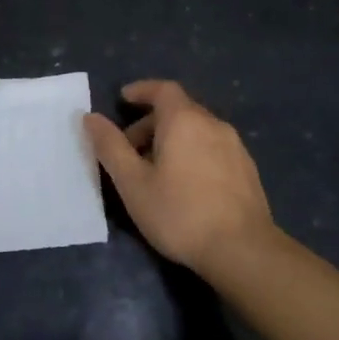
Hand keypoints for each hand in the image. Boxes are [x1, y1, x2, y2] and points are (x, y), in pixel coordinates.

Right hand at [84, 80, 278, 279]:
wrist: (243, 250)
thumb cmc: (179, 213)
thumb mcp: (133, 183)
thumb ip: (111, 147)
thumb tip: (91, 117)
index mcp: (184, 120)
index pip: (163, 89)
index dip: (141, 90)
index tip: (123, 99)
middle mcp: (213, 124)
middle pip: (179, 110)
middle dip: (151, 122)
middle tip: (129, 149)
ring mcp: (235, 147)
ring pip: (197, 130)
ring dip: (172, 139)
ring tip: (154, 171)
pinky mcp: (247, 169)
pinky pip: (212, 148)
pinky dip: (192, 152)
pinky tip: (185, 185)